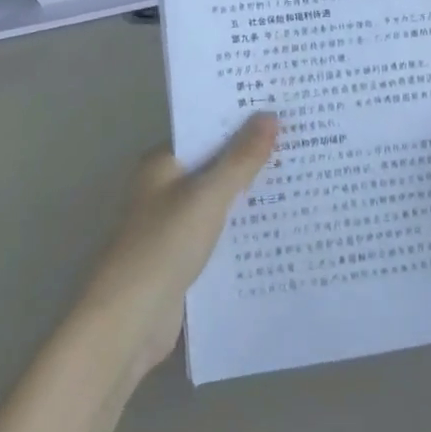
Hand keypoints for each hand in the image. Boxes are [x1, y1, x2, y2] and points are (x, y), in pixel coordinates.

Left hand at [78, 114, 278, 381]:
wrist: (130, 321)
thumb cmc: (164, 246)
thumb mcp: (208, 196)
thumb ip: (241, 158)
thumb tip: (270, 115)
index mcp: (161, 164)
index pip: (205, 130)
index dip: (240, 120)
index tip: (282, 110)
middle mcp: (164, 188)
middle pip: (214, 164)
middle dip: (251, 156)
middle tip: (301, 140)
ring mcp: (172, 223)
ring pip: (219, 199)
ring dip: (250, 192)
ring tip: (300, 176)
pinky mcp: (183, 256)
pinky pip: (219, 230)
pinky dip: (243, 225)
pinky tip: (279, 222)